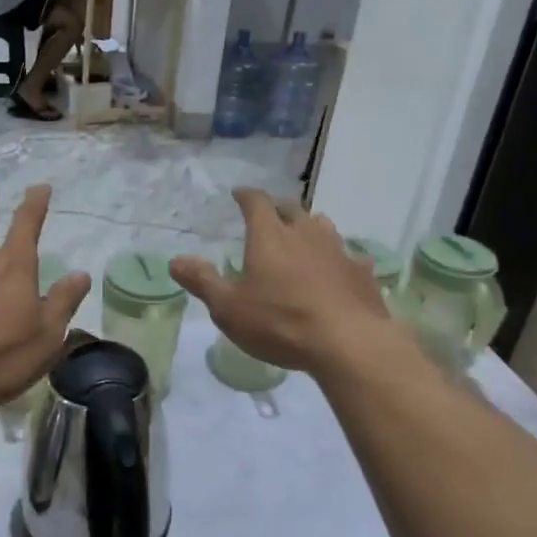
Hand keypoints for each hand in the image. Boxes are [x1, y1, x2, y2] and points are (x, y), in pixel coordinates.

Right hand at [171, 189, 393, 374]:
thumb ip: (202, 281)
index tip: (239, 194)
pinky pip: (348, 255)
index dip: (246, 196)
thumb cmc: (281, 323)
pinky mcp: (361, 272)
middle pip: (291, 209)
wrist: (349, 342)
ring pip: (322, 226)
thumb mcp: (229, 308)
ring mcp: (338, 250)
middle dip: (277, 209)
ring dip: (308, 227)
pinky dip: (336, 257)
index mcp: (270, 236)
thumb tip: (175, 260)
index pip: (256, 203)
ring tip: (301, 236)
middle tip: (268, 215)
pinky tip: (336, 269)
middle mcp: (305, 234)